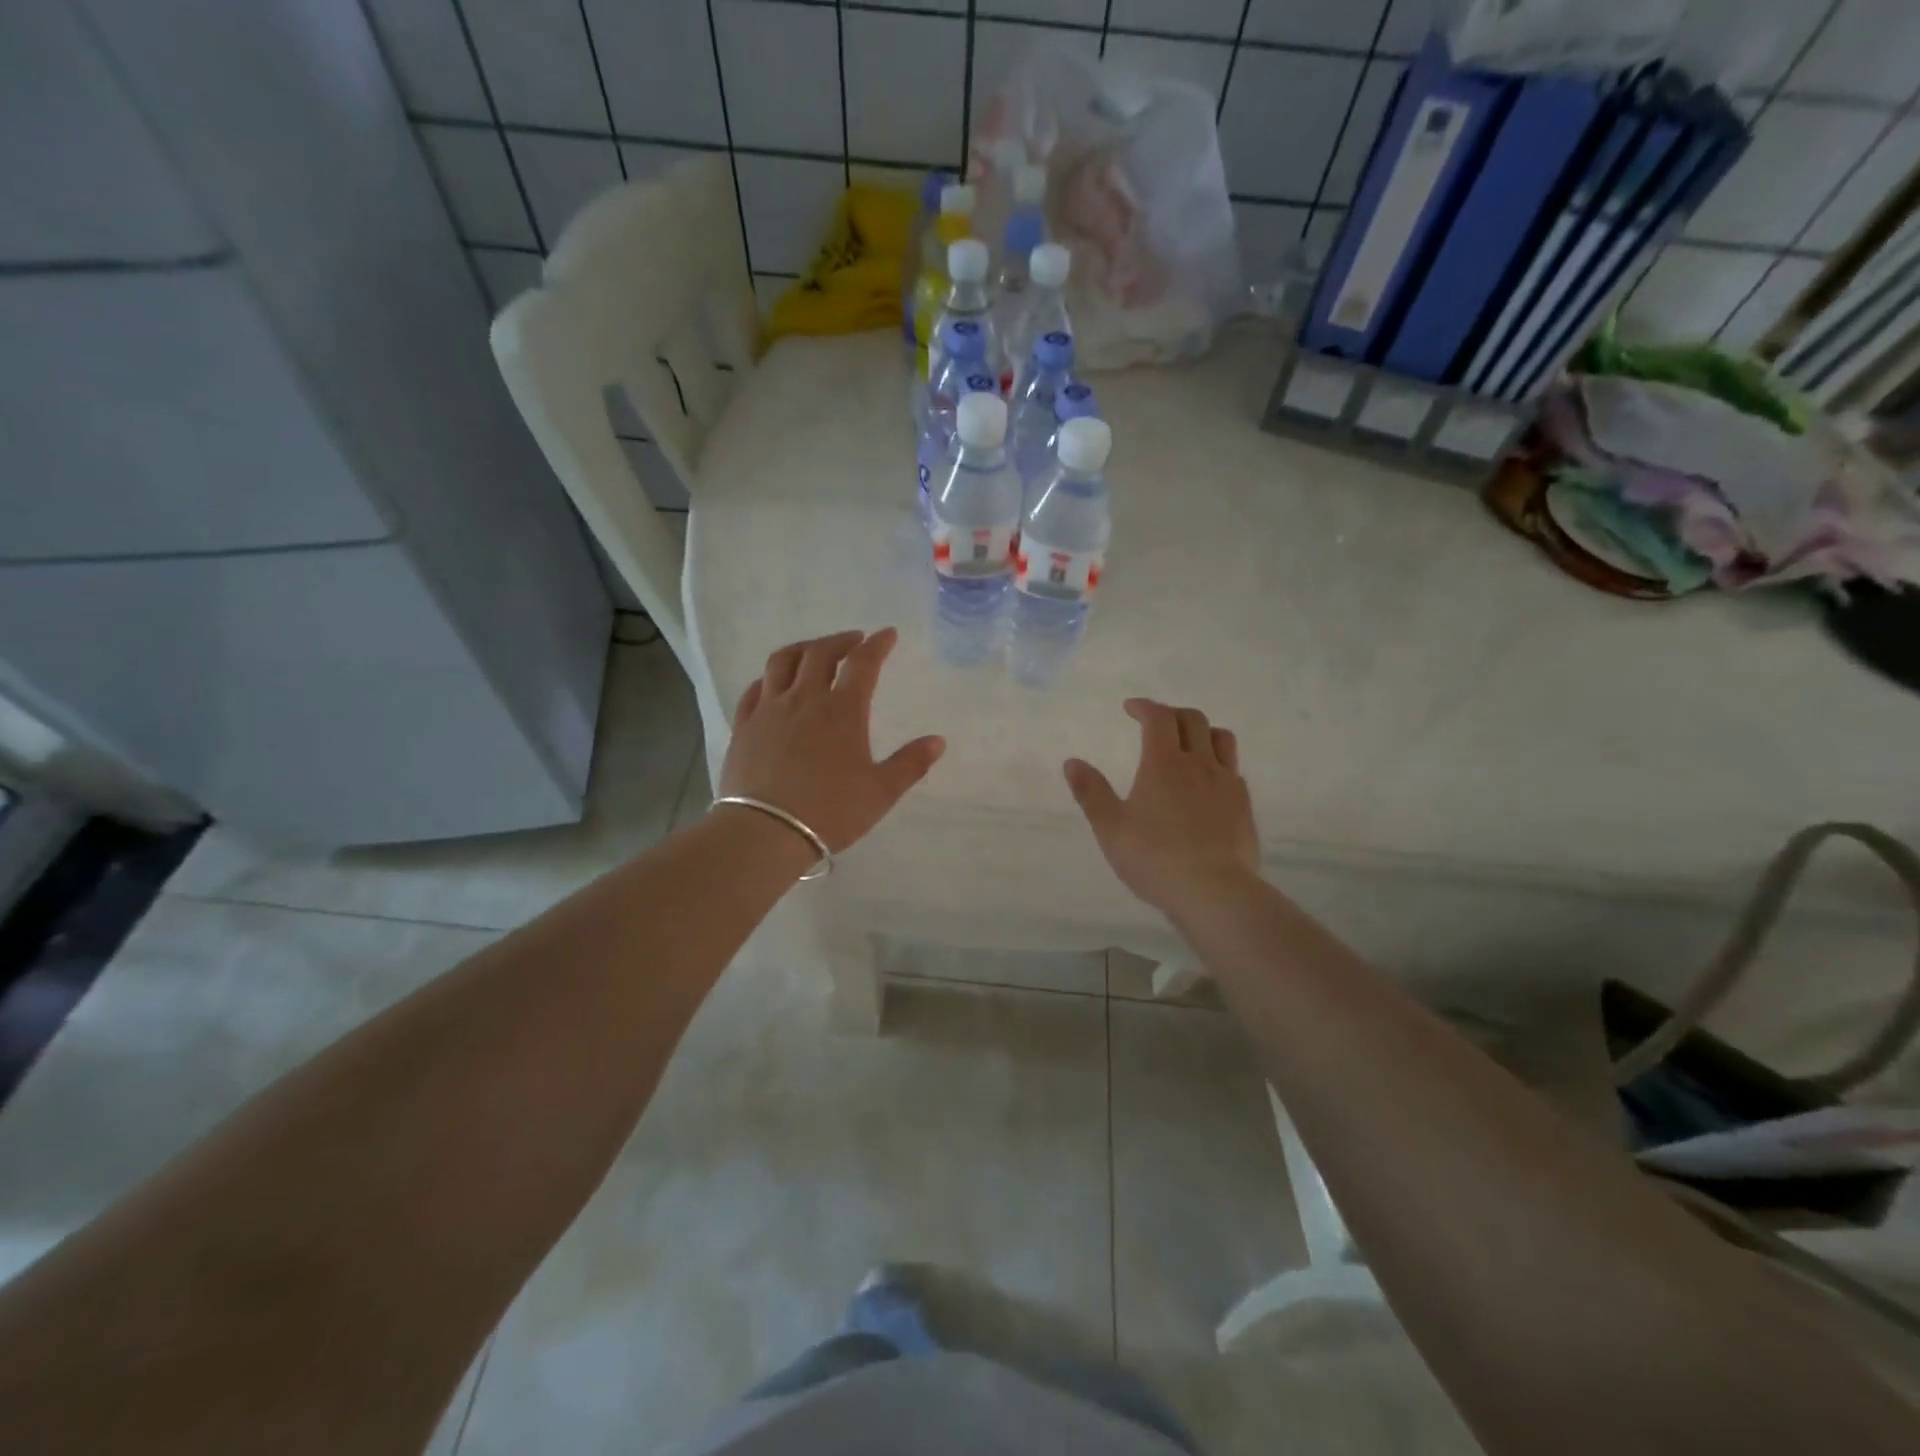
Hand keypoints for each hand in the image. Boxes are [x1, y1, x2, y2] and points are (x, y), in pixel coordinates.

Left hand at [719, 628, 944, 852]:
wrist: (766, 831)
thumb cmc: (830, 811)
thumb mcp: (881, 792)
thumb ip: (911, 764)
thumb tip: (938, 741)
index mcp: (842, 710)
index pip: (863, 663)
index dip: (878, 645)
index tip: (888, 634)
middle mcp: (804, 699)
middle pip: (820, 653)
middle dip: (841, 640)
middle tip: (854, 640)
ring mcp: (769, 710)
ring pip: (782, 662)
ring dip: (803, 649)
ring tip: (814, 651)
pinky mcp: (744, 726)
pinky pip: (754, 689)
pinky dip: (769, 678)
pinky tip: (773, 684)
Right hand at [1064, 699, 1259, 917]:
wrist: (1216, 891)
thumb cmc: (1155, 858)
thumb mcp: (1111, 828)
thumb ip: (1091, 793)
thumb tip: (1072, 762)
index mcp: (1164, 764)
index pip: (1158, 718)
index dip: (1144, 707)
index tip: (1131, 708)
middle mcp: (1199, 764)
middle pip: (1193, 720)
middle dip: (1171, 713)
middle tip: (1155, 723)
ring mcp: (1227, 783)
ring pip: (1221, 738)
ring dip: (1202, 731)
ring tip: (1187, 743)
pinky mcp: (1244, 805)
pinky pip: (1233, 768)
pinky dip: (1218, 761)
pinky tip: (1208, 781)